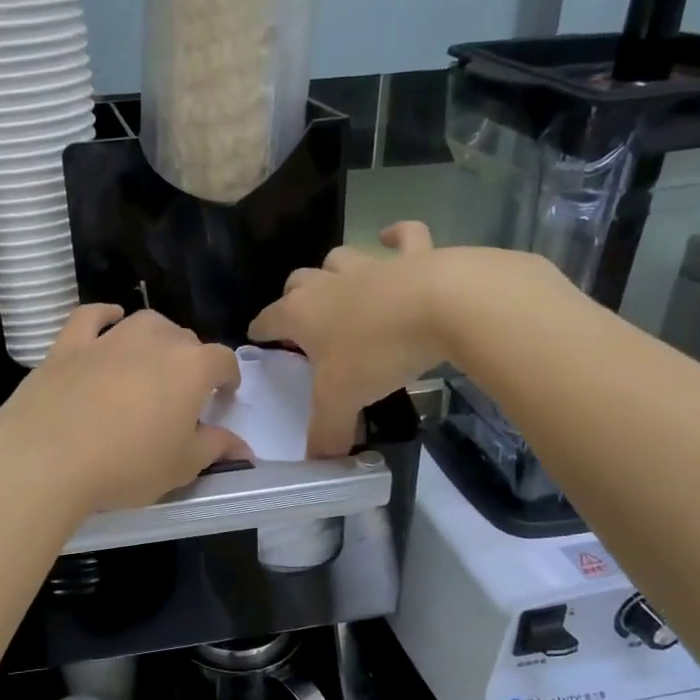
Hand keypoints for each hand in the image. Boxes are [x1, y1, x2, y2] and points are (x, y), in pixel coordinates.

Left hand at [0, 305, 247, 514]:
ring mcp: (109, 339)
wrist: (47, 458)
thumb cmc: (126, 465)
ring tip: (152, 359)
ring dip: (156, 336)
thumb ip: (215, 449)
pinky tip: (110, 318)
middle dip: (190, 360)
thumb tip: (243, 449)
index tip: (223, 395)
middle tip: (182, 391)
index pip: (222, 360)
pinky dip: (104, 314)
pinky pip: (91, 316)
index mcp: (191, 369)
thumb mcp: (181, 467)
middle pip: (183, 339)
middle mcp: (154, 342)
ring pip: (144, 323)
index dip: (227, 377)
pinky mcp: (69, 345)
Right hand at [249, 222, 447, 456]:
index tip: (257, 338)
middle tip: (303, 319)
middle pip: (299, 281)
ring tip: (341, 283)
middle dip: (294, 296)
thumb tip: (317, 463)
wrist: (441, 306)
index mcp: (302, 314)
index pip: (268, 319)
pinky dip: (397, 236)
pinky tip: (393, 238)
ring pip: (341, 257)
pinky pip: (403, 235)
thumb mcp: (342, 401)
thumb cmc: (376, 352)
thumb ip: (326, 433)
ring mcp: (371, 265)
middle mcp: (329, 284)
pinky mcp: (414, 255)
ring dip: (336, 268)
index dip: (260, 330)